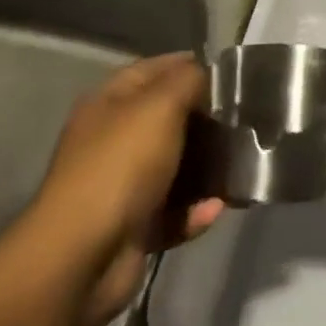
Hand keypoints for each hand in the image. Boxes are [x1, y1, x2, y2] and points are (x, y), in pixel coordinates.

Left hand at [19, 52, 224, 325]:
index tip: (230, 75)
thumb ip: (189, 80)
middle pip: (168, 119)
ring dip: (206, 168)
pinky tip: (215, 209)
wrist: (82, 259)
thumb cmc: (122, 165)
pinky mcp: (132, 228)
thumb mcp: (161, 105)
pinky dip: (194, 211)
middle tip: (243, 122)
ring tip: (239, 167)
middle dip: (205, 121)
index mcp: (110, 102)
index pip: (155, 70)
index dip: (190, 66)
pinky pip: (173, 212)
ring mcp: (121, 185)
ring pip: (174, 167)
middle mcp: (112, 139)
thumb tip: (205, 77)